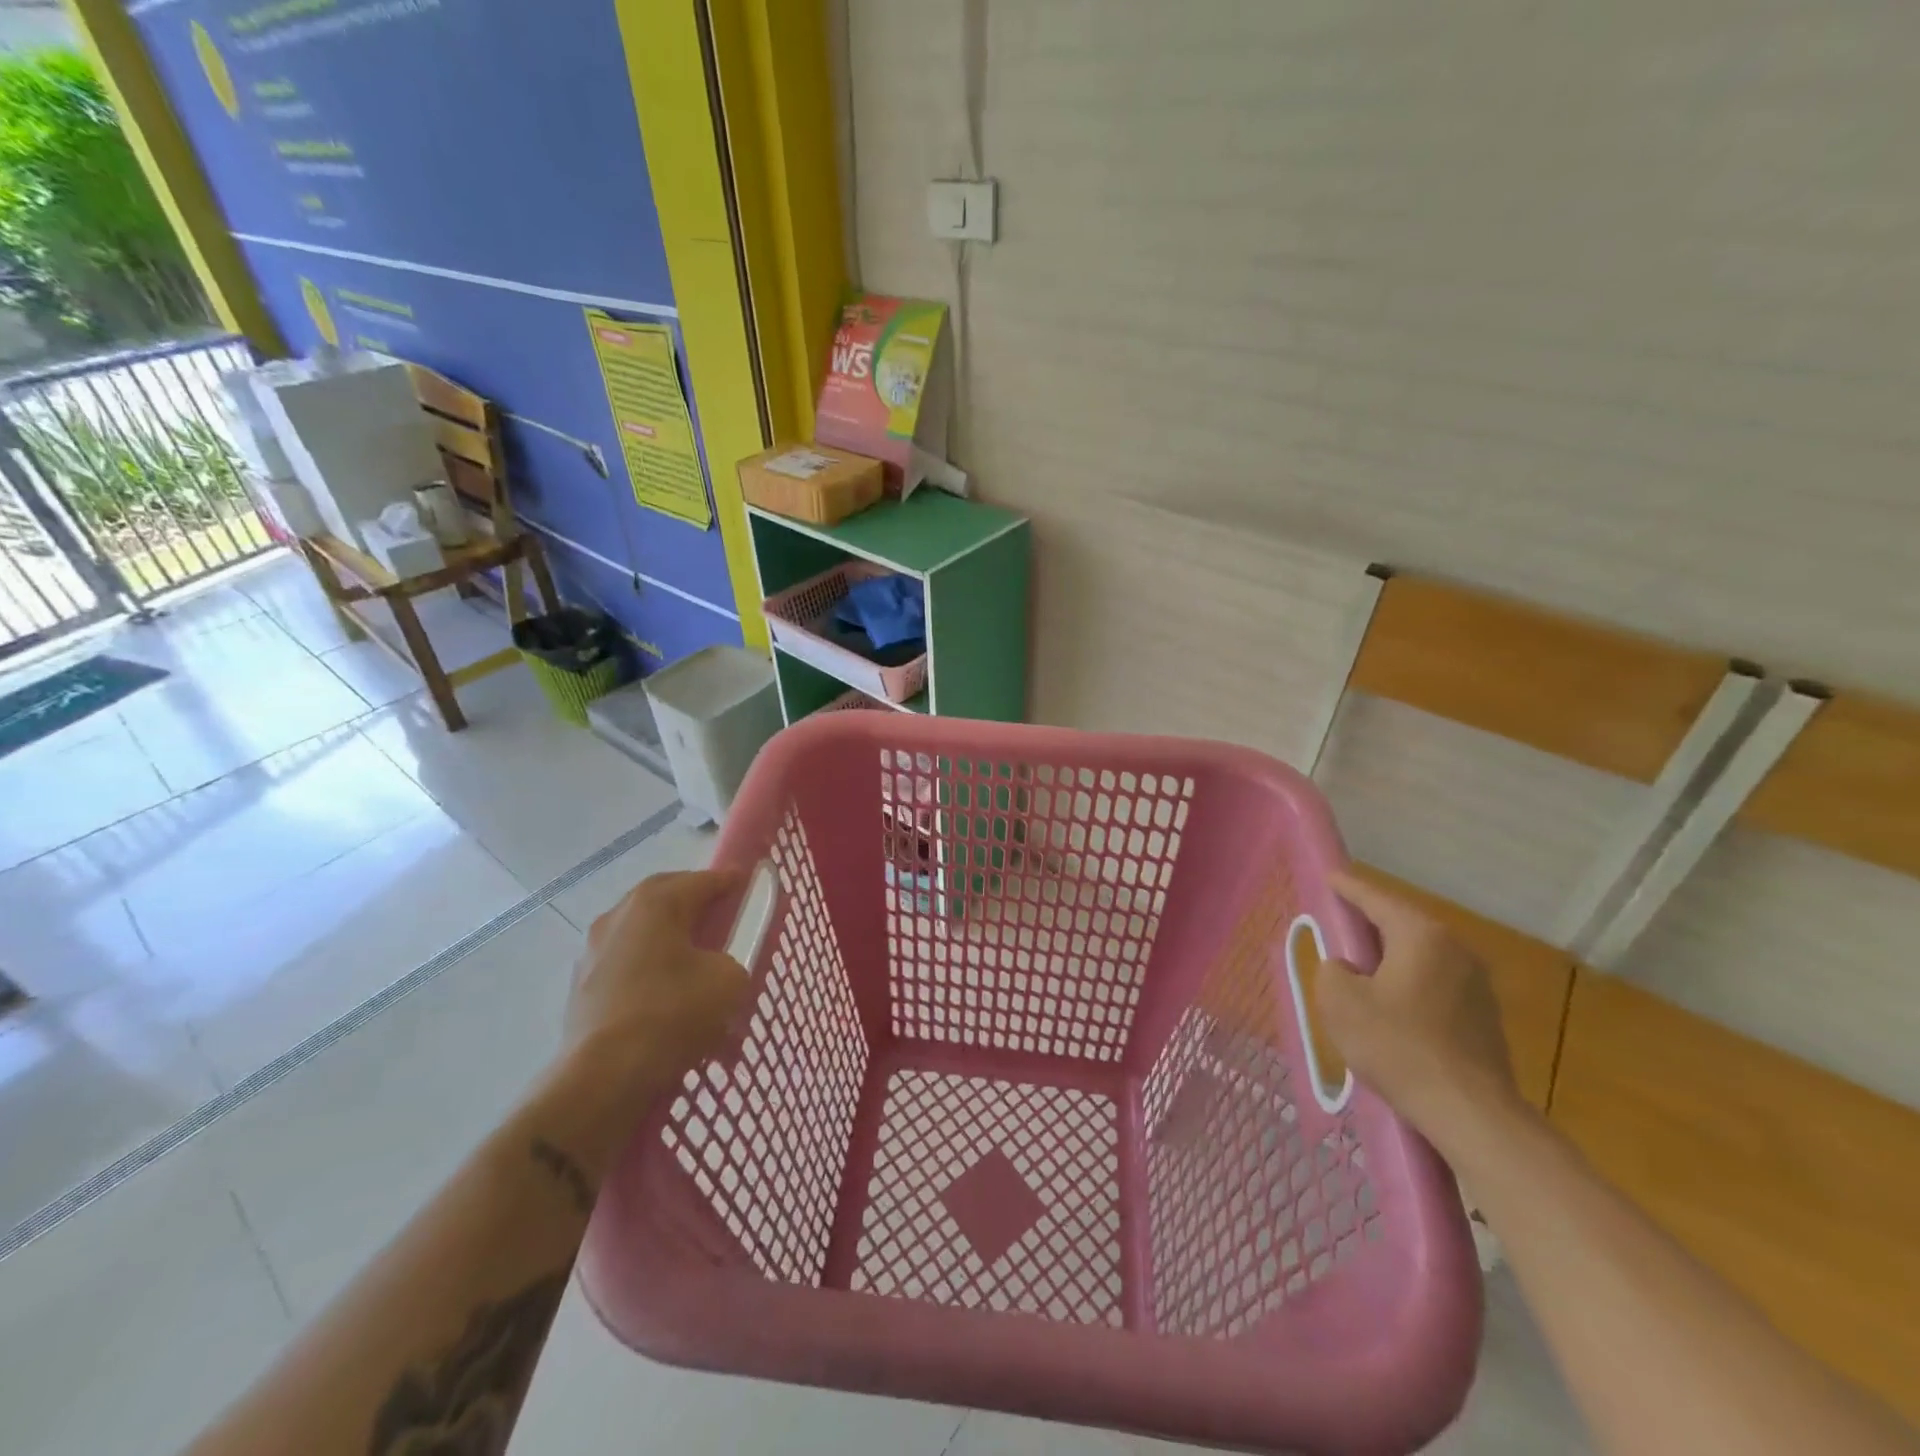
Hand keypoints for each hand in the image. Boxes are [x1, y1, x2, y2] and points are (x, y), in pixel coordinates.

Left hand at [560, 869, 750, 1109]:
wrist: (604, 1077)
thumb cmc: (672, 1014)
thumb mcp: (729, 981)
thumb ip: (732, 960)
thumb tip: (717, 967)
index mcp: (656, 902)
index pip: (703, 880)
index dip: (730, 881)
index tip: (748, 883)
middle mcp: (619, 915)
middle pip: (666, 899)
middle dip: (695, 904)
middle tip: (722, 917)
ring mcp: (594, 951)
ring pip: (643, 933)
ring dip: (669, 939)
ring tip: (695, 962)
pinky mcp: (582, 987)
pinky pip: (627, 965)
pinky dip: (650, 970)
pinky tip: (667, 995)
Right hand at [1315, 870, 1520, 1142]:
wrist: (1470, 1113)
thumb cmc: (1397, 1046)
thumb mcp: (1340, 1001)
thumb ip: (1332, 970)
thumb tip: (1347, 969)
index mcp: (1421, 935)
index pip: (1375, 899)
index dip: (1348, 888)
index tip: (1330, 877)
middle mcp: (1455, 949)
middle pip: (1401, 925)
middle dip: (1369, 925)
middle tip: (1338, 926)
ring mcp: (1476, 984)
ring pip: (1419, 956)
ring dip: (1390, 958)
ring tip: (1360, 971)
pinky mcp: (1484, 1016)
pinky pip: (1435, 984)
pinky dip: (1408, 984)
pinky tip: (1391, 1008)